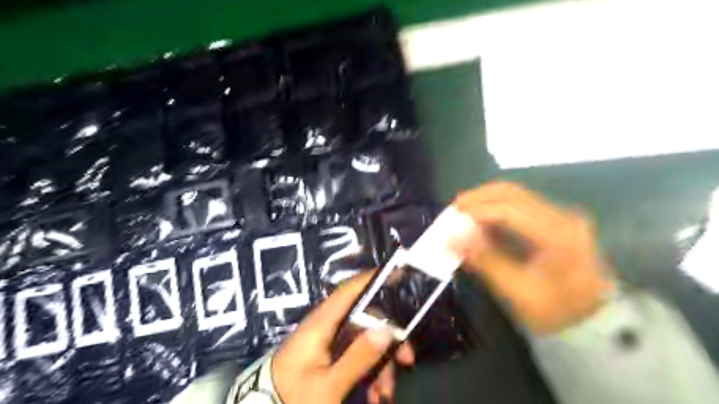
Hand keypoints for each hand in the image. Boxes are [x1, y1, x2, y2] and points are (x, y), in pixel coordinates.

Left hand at [271, 271, 415, 403]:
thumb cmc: (293, 397)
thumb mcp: (329, 385)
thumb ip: (358, 357)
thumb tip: (386, 330)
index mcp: (321, 324)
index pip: (348, 291)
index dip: (371, 280)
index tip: (395, 274)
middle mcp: (325, 327)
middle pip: (363, 321)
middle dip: (386, 340)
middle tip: (407, 359)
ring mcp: (325, 342)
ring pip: (361, 342)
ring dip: (378, 364)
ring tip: (385, 393)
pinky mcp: (325, 356)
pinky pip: (352, 356)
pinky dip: (366, 373)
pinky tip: (374, 395)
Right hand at [457, 182, 613, 333]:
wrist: (592, 320)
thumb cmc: (555, 311)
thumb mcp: (518, 292)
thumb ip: (485, 261)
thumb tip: (451, 238)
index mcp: (557, 236)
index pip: (509, 210)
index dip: (476, 212)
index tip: (452, 220)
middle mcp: (561, 216)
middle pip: (512, 192)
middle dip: (478, 197)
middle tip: (454, 208)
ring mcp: (559, 215)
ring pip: (514, 194)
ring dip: (485, 200)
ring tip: (463, 213)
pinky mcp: (554, 219)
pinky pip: (518, 204)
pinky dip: (495, 208)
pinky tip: (481, 220)